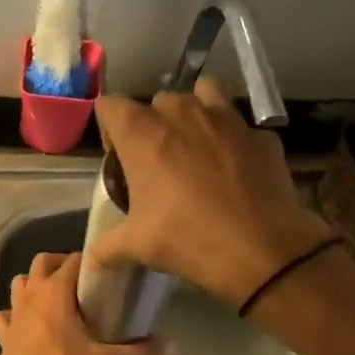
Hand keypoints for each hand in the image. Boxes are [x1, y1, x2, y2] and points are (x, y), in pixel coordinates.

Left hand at [0, 252, 163, 354]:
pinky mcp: (2, 333)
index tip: (109, 275)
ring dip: (34, 284)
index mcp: (55, 291)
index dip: (92, 262)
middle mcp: (32, 293)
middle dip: (61, 265)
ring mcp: (13, 312)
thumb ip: (140, 353)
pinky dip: (12, 314)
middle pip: (42, 261)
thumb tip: (172, 345)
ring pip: (20, 282)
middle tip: (82, 284)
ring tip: (55, 299)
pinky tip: (24, 325)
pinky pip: (3, 314)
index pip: (74, 259)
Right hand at [89, 77, 335, 306]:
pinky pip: (242, 127)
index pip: (110, 106)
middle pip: (158, 100)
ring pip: (205, 93)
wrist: (262, 250)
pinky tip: (236, 171)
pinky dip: (235, 142)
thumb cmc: (187, 239)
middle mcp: (183, 113)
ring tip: (198, 146)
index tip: (118, 156)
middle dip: (154, 123)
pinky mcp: (262, 135)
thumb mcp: (137, 246)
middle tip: (158, 160)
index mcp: (143, 133)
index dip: (109, 127)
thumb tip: (92, 261)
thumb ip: (108, 247)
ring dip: (196, 113)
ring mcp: (228, 119)